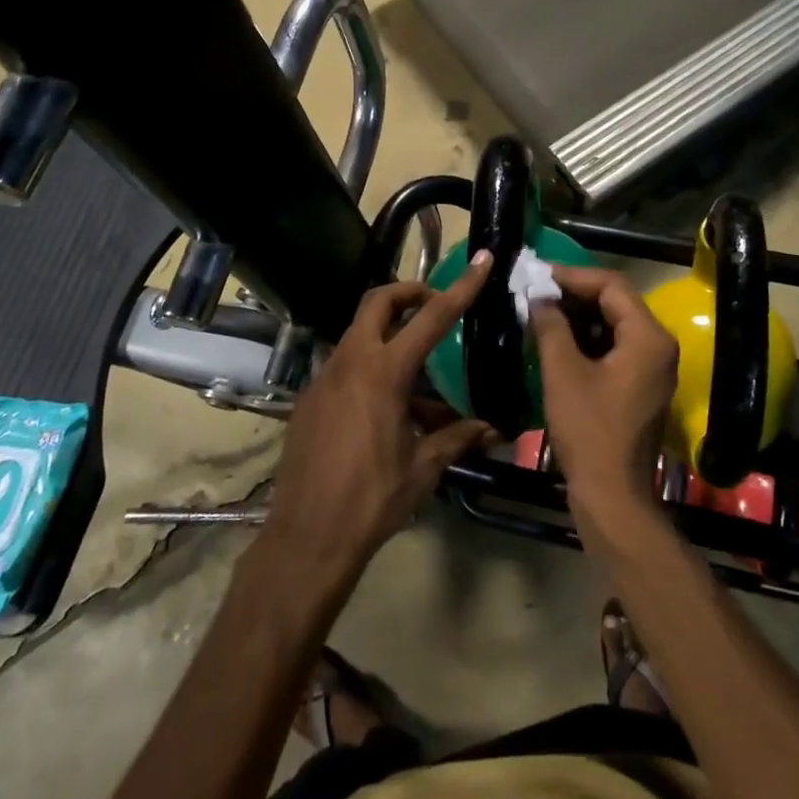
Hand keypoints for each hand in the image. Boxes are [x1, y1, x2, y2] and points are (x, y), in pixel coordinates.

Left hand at [262, 252, 494, 582]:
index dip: (460, 287)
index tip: (480, 260)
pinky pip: (345, 368)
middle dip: (409, 293)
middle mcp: (350, 363)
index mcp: (384, 373)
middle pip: (378, 302)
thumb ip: (457, 438)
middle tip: (435, 306)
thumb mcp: (423, 467)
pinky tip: (387, 410)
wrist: (306, 538)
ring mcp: (324, 378)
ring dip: (390, 337)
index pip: (431, 317)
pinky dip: (370, 369)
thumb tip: (492, 429)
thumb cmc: (372, 500)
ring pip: (360, 334)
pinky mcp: (309, 398)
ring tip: (420, 380)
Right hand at [530, 265, 677, 529]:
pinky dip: (586, 339)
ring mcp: (652, 367)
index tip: (537, 274)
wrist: (612, 496)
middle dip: (574, 294)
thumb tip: (538, 296)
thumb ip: (551, 326)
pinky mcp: (640, 385)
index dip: (572, 276)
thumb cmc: (589, 431)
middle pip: (616, 302)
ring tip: (540, 311)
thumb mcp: (563, 373)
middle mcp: (659, 346)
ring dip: (578, 316)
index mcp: (649, 337)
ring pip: (614, 324)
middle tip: (535, 291)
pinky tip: (556, 339)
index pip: (612, 285)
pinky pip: (615, 347)